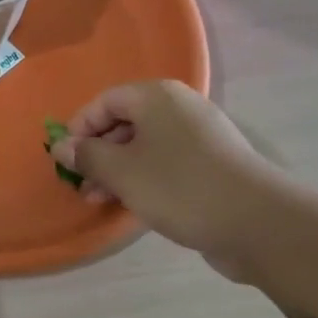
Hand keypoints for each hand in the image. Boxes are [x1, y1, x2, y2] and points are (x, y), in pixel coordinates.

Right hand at [50, 81, 291, 283]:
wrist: (256, 221)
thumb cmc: (179, 186)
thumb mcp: (122, 171)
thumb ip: (87, 156)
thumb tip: (61, 147)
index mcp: (157, 96)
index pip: (105, 100)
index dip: (80, 128)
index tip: (65, 160)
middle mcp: (180, 107)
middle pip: (126, 122)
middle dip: (98, 153)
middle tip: (82, 185)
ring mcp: (200, 136)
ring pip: (146, 146)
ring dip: (118, 170)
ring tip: (101, 201)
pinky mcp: (213, 164)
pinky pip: (167, 162)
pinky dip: (145, 178)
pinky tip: (135, 204)